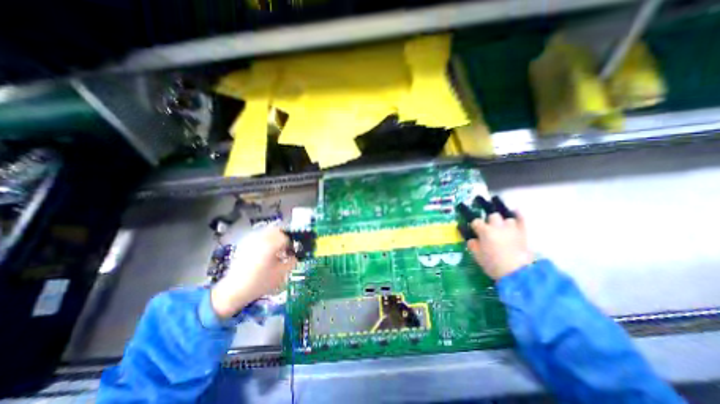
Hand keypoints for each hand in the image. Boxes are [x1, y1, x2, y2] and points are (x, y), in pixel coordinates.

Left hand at [211, 226, 295, 317]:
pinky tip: (266, 253)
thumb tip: (295, 256)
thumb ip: (292, 262)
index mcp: (271, 244)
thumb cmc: (260, 282)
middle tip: (286, 249)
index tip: (293, 253)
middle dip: (284, 238)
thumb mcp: (281, 274)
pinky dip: (266, 241)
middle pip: (277, 230)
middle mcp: (261, 238)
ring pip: (268, 232)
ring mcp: (251, 241)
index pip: (286, 237)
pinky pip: (260, 237)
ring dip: (275, 238)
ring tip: (277, 251)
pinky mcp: (245, 245)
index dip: (292, 245)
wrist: (234, 291)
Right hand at [467, 212, 532, 280]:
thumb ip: (472, 245)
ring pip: (506, 217)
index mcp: (485, 231)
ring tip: (501, 226)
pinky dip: (518, 214)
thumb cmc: (494, 264)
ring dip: (503, 221)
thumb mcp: (477, 256)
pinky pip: (521, 219)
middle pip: (492, 216)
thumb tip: (472, 239)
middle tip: (488, 229)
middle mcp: (497, 226)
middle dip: (489, 220)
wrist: (518, 273)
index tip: (474, 230)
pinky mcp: (523, 233)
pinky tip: (515, 211)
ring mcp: (512, 228)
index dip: (474, 225)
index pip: (476, 222)